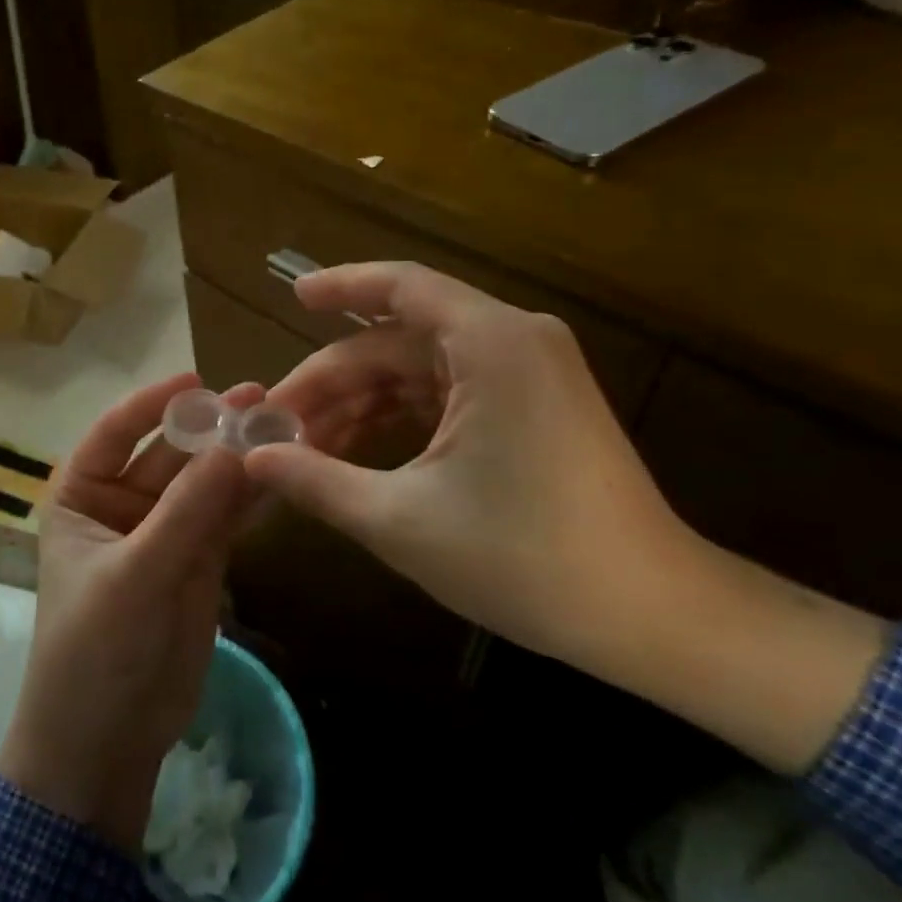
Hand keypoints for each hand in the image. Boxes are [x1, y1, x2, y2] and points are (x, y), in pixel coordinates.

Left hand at [0, 374, 259, 851]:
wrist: (107, 742)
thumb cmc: (96, 651)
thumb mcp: (136, 576)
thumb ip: (186, 512)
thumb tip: (235, 446)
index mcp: (81, 497)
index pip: (113, 433)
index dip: (152, 402)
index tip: (198, 378)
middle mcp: (121, 506)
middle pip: (169, 453)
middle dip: (210, 428)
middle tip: (261, 398)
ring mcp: (163, 533)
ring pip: (203, 483)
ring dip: (238, 458)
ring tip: (284, 425)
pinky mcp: (198, 562)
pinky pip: (225, 518)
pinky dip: (251, 497)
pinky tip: (284, 473)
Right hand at [245, 262, 693, 670]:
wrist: (649, 615)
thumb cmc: (523, 559)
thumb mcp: (400, 520)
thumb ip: (317, 481)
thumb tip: (252, 459)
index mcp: (491, 345)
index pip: (401, 287)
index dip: (340, 287)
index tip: (292, 298)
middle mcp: (514, 341)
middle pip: (399, 340)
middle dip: (335, 380)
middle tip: (276, 424)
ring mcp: (529, 374)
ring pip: (420, 369)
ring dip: (363, 403)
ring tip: (306, 447)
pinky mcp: (535, 407)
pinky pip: (449, 392)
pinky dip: (401, 416)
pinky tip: (357, 452)